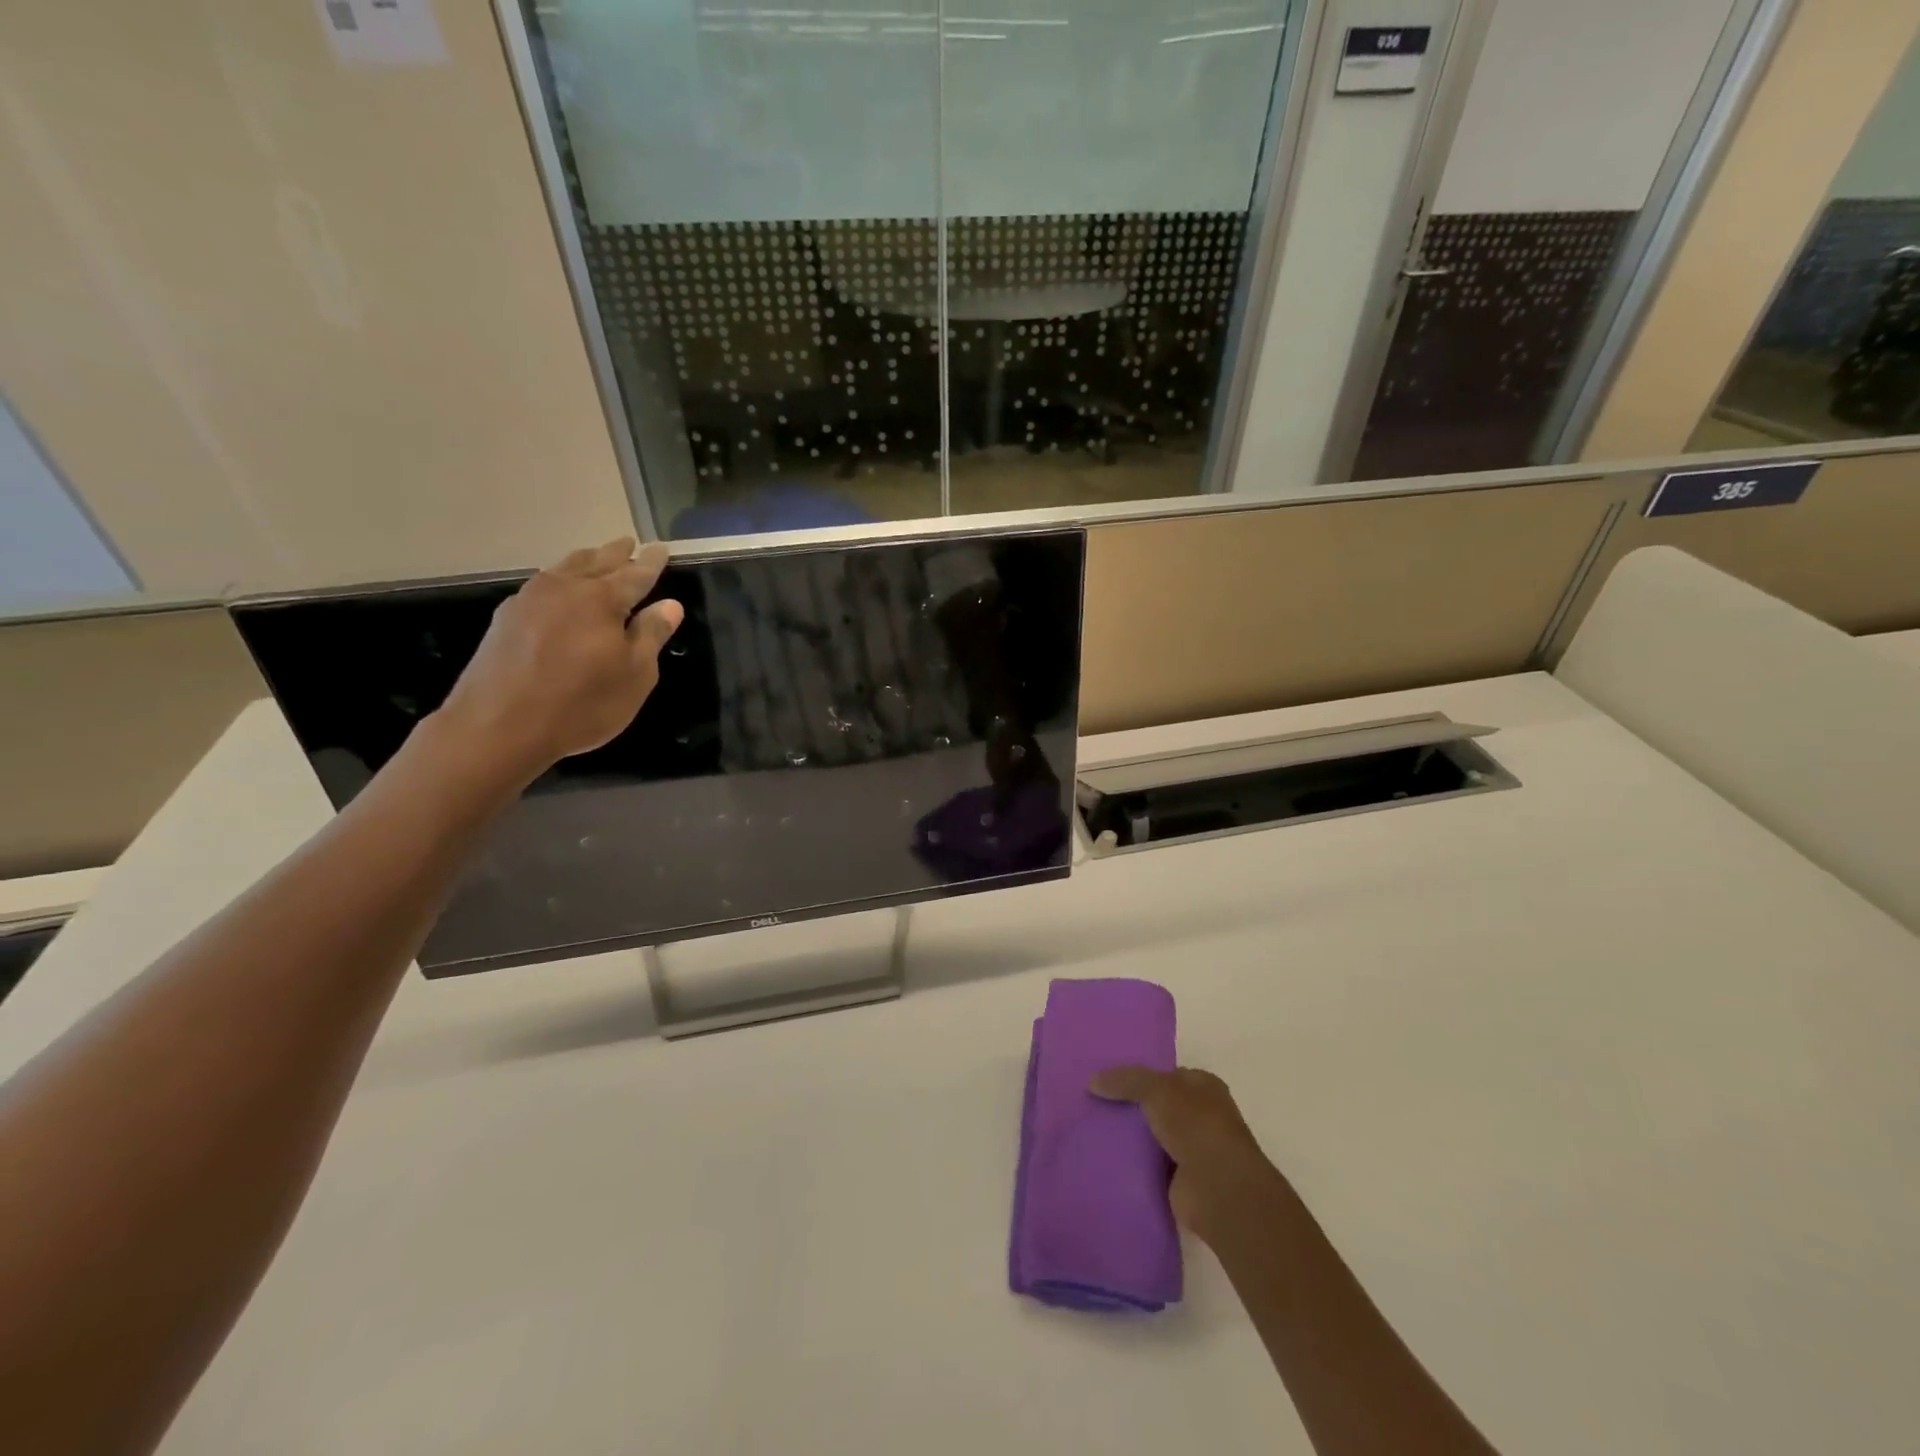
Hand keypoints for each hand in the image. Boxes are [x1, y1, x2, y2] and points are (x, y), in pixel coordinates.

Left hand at [433, 539, 683, 784]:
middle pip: (597, 562)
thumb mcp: (634, 676)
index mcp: (602, 599)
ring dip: (585, 560)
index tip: (661, 548)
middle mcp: (565, 588)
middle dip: (616, 553)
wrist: (498, 726)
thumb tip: (670, 605)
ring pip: (565, 568)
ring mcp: (530, 600)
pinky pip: (542, 584)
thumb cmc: (581, 703)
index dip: (651, 563)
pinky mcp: (506, 618)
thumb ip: (651, 635)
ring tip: (597, 557)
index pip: (635, 574)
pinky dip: (560, 578)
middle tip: (629, 543)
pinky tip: (559, 588)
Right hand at [1091, 1066, 1284, 1245]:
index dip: (1140, 1075)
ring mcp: (1194, 1150)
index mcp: (1204, 1087)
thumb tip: (1092, 1081)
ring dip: (1131, 1137)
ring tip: (1091, 1129)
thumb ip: (1125, 1080)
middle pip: (1158, 1105)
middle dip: (1131, 1106)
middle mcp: (1202, 1116)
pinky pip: (1150, 1166)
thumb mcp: (1156, 1089)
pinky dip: (1133, 1164)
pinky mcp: (1182, 1181)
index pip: (1167, 1075)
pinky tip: (1105, 1158)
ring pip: (1152, 1136)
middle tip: (1094, 1103)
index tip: (1108, 1079)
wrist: (1218, 1189)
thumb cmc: (1195, 1126)